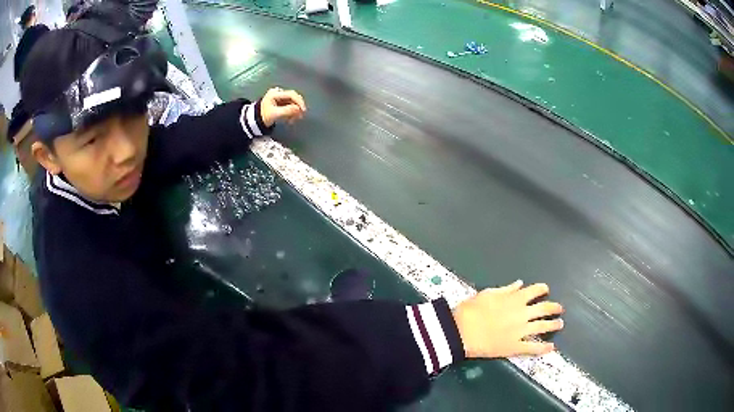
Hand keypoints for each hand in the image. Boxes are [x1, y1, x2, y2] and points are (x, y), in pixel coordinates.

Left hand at [261, 87, 306, 126]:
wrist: (255, 121)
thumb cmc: (264, 116)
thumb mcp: (275, 114)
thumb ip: (287, 110)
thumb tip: (299, 109)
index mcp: (275, 93)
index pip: (291, 94)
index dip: (299, 101)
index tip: (303, 110)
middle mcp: (278, 93)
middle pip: (293, 98)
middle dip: (297, 108)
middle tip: (300, 117)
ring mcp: (279, 97)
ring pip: (292, 103)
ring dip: (294, 111)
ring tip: (293, 120)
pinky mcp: (280, 102)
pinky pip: (289, 106)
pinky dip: (291, 112)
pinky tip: (290, 119)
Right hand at [453, 280, 563, 357]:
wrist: (461, 332)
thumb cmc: (471, 310)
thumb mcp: (487, 294)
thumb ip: (506, 289)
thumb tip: (520, 284)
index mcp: (515, 299)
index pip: (535, 290)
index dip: (542, 289)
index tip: (546, 290)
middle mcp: (523, 313)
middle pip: (544, 308)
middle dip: (554, 307)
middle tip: (560, 309)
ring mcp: (521, 331)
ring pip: (543, 327)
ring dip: (553, 325)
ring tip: (560, 325)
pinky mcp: (515, 346)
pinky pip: (532, 348)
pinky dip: (543, 348)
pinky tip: (551, 348)